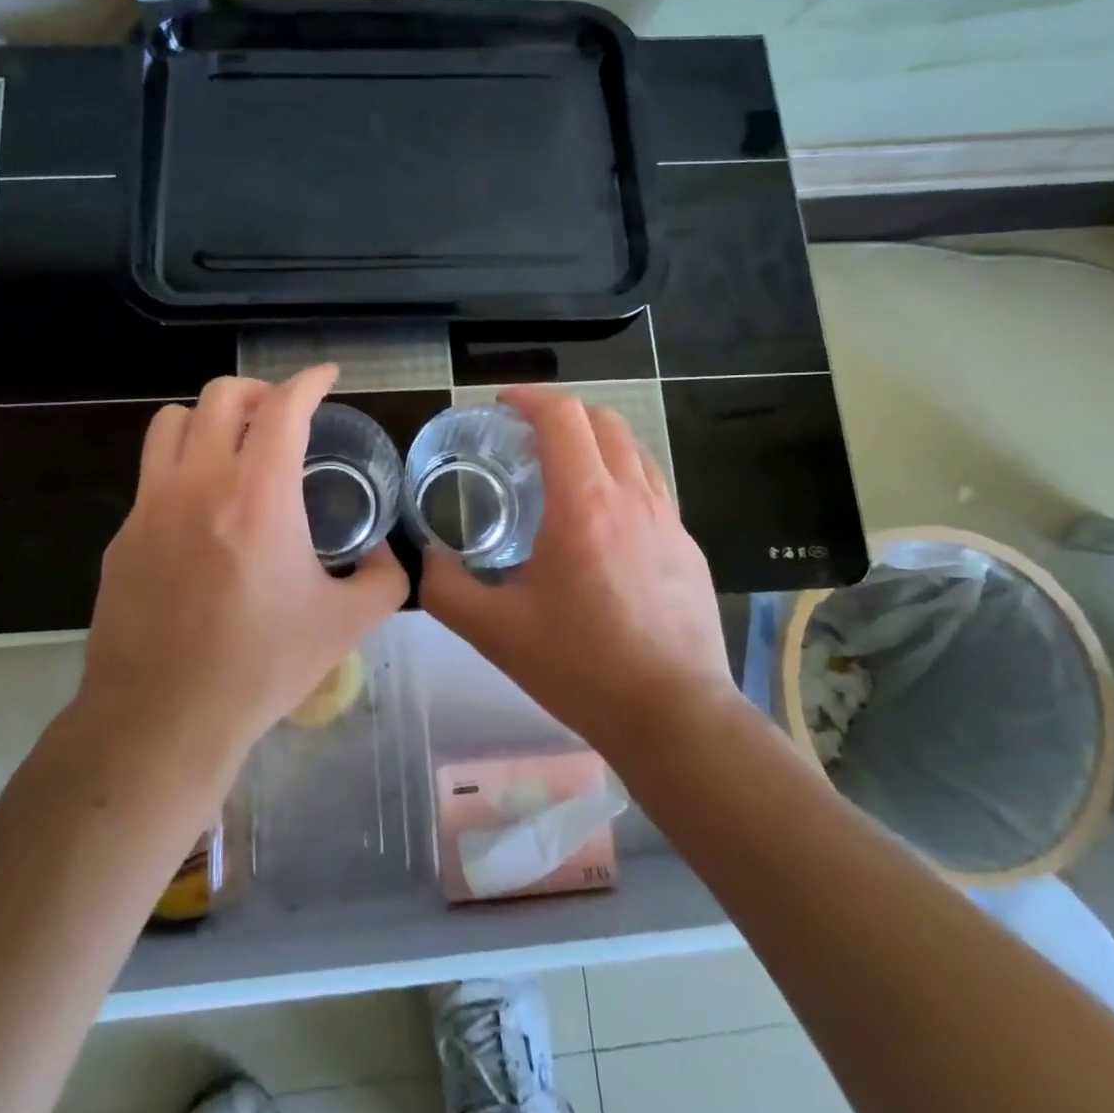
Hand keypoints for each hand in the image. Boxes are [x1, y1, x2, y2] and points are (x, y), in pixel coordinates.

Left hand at [74, 366, 408, 777]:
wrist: (162, 718)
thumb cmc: (261, 666)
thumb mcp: (346, 624)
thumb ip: (383, 579)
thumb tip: (384, 553)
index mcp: (260, 494)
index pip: (285, 407)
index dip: (311, 382)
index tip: (327, 377)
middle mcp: (200, 482)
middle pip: (222, 396)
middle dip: (260, 391)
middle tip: (283, 416)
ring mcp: (151, 505)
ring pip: (172, 421)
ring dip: (210, 419)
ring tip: (234, 447)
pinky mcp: (123, 535)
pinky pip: (151, 475)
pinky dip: (182, 469)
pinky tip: (201, 514)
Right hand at [420, 387, 739, 755]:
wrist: (673, 715)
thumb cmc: (581, 667)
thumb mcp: (495, 631)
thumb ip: (446, 588)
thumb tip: (425, 559)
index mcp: (584, 505)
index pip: (561, 417)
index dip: (528, 398)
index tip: (501, 406)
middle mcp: (632, 496)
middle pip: (602, 420)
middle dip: (561, 414)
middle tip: (526, 437)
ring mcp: (669, 519)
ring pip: (633, 449)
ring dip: (595, 442)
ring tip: (564, 471)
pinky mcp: (688, 545)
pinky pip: (652, 486)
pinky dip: (621, 477)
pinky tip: (602, 521)